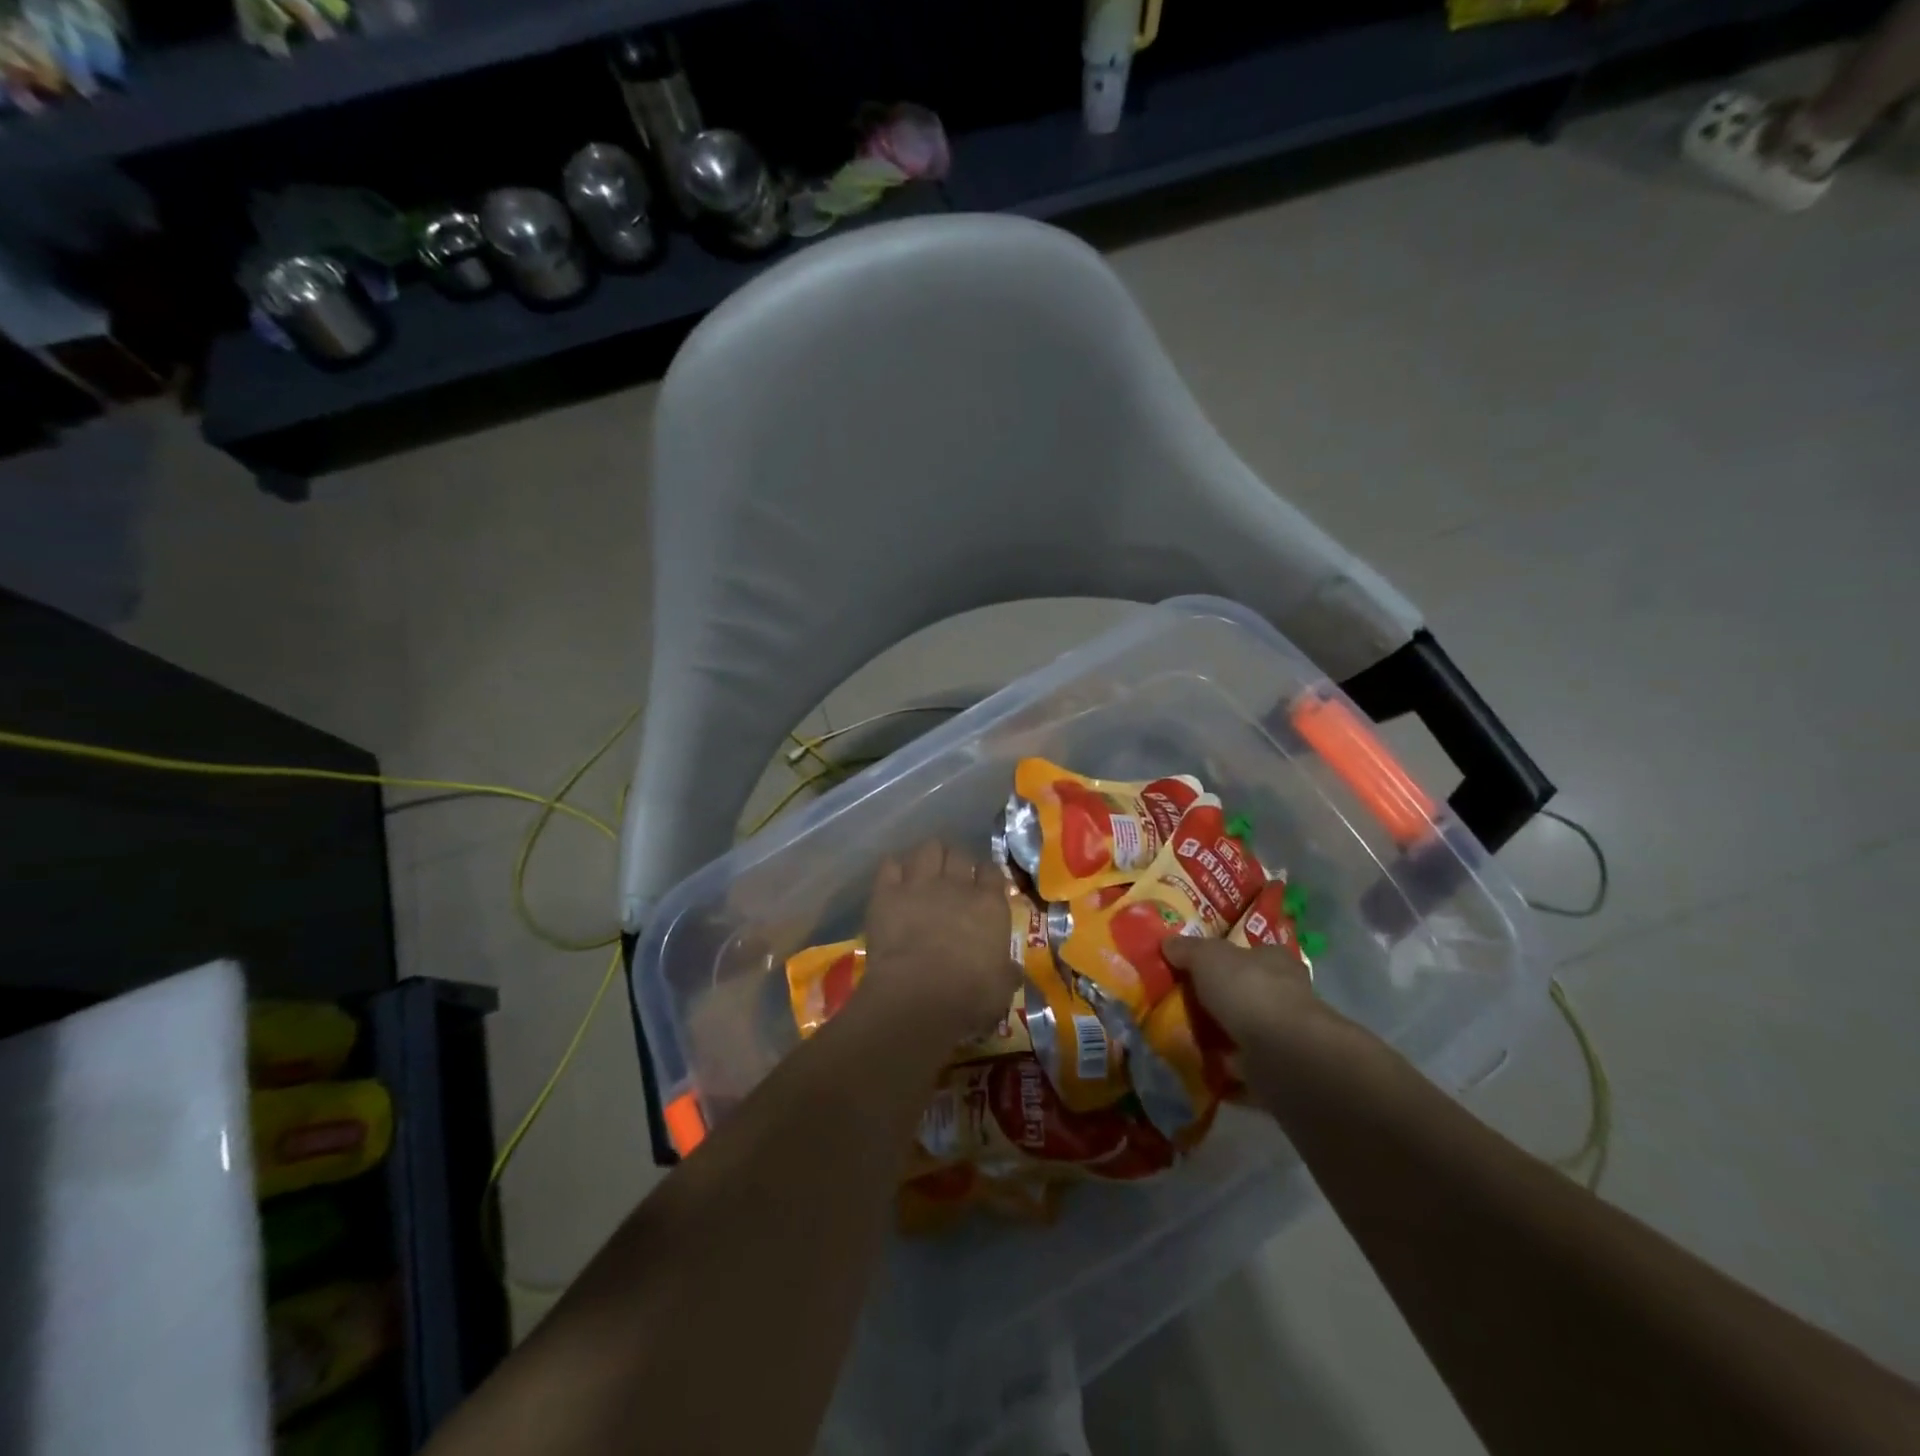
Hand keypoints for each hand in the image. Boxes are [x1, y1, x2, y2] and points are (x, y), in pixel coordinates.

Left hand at [860, 842, 1020, 1044]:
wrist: (917, 997)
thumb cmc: (968, 996)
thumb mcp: (1001, 989)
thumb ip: (1007, 973)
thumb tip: (1013, 971)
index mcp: (989, 905)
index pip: (992, 871)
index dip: (987, 875)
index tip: (983, 885)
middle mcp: (957, 885)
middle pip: (959, 854)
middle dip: (956, 862)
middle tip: (952, 879)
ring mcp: (920, 884)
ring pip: (927, 848)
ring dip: (928, 858)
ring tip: (925, 872)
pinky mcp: (887, 893)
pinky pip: (890, 865)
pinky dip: (894, 870)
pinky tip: (895, 882)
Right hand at [1163, 938, 1365, 1094]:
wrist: (1284, 1055)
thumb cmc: (1249, 991)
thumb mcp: (1208, 957)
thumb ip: (1187, 950)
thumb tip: (1167, 943)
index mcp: (1274, 961)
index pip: (1251, 954)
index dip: (1225, 958)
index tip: (1195, 968)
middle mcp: (1285, 996)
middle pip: (1246, 994)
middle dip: (1218, 1002)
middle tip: (1180, 1006)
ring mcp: (1284, 1037)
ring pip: (1244, 1034)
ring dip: (1218, 1040)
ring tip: (1180, 1040)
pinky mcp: (1279, 1073)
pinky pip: (1242, 1071)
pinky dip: (1222, 1073)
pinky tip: (1196, 1070)